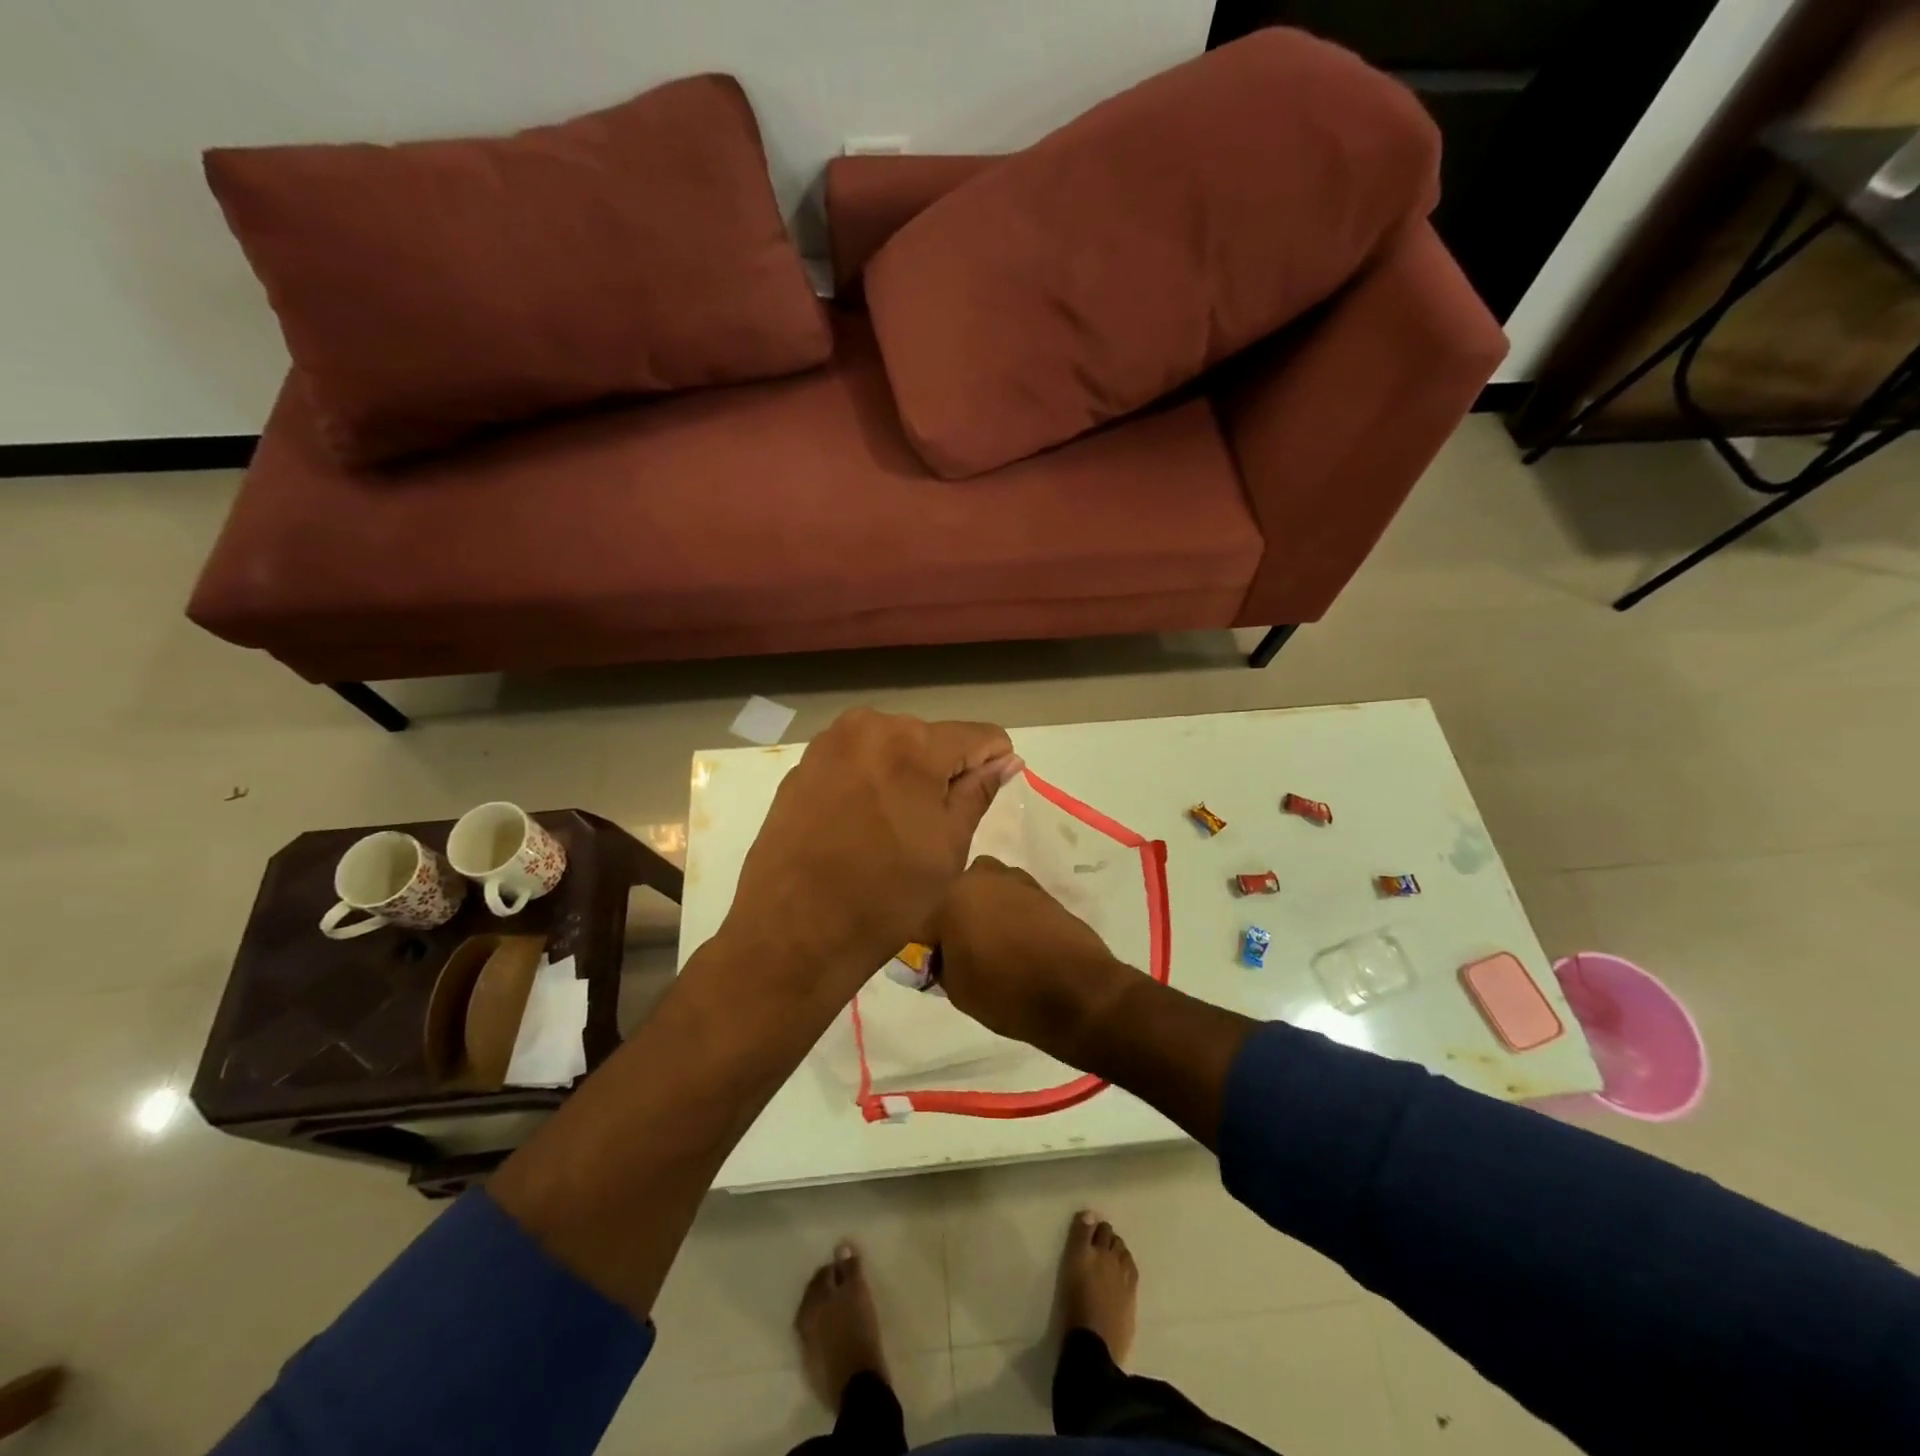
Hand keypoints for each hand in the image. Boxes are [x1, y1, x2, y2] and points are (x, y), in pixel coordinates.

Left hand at [721, 709, 1020, 1003]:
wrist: (792, 932)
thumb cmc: (885, 895)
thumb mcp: (948, 846)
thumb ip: (978, 792)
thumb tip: (1006, 760)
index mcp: (912, 742)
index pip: (977, 735)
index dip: (992, 763)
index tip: (985, 798)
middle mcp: (868, 726)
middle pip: (930, 738)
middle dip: (943, 771)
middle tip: (933, 826)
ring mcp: (828, 744)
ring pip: (890, 747)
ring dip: (904, 775)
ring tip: (893, 828)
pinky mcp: (801, 767)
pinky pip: (855, 762)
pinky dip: (868, 783)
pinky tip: (859, 826)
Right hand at [922, 856, 1137, 1061]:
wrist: (1079, 992)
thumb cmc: (1007, 992)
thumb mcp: (957, 990)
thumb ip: (939, 966)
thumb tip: (939, 957)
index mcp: (952, 896)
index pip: (925, 926)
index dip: (928, 953)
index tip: (937, 973)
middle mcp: (982, 877)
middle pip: (956, 900)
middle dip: (956, 923)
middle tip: (964, 958)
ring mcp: (1016, 881)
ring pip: (986, 896)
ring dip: (984, 914)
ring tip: (994, 951)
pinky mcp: (1043, 891)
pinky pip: (1013, 902)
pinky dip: (1010, 917)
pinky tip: (1018, 946)